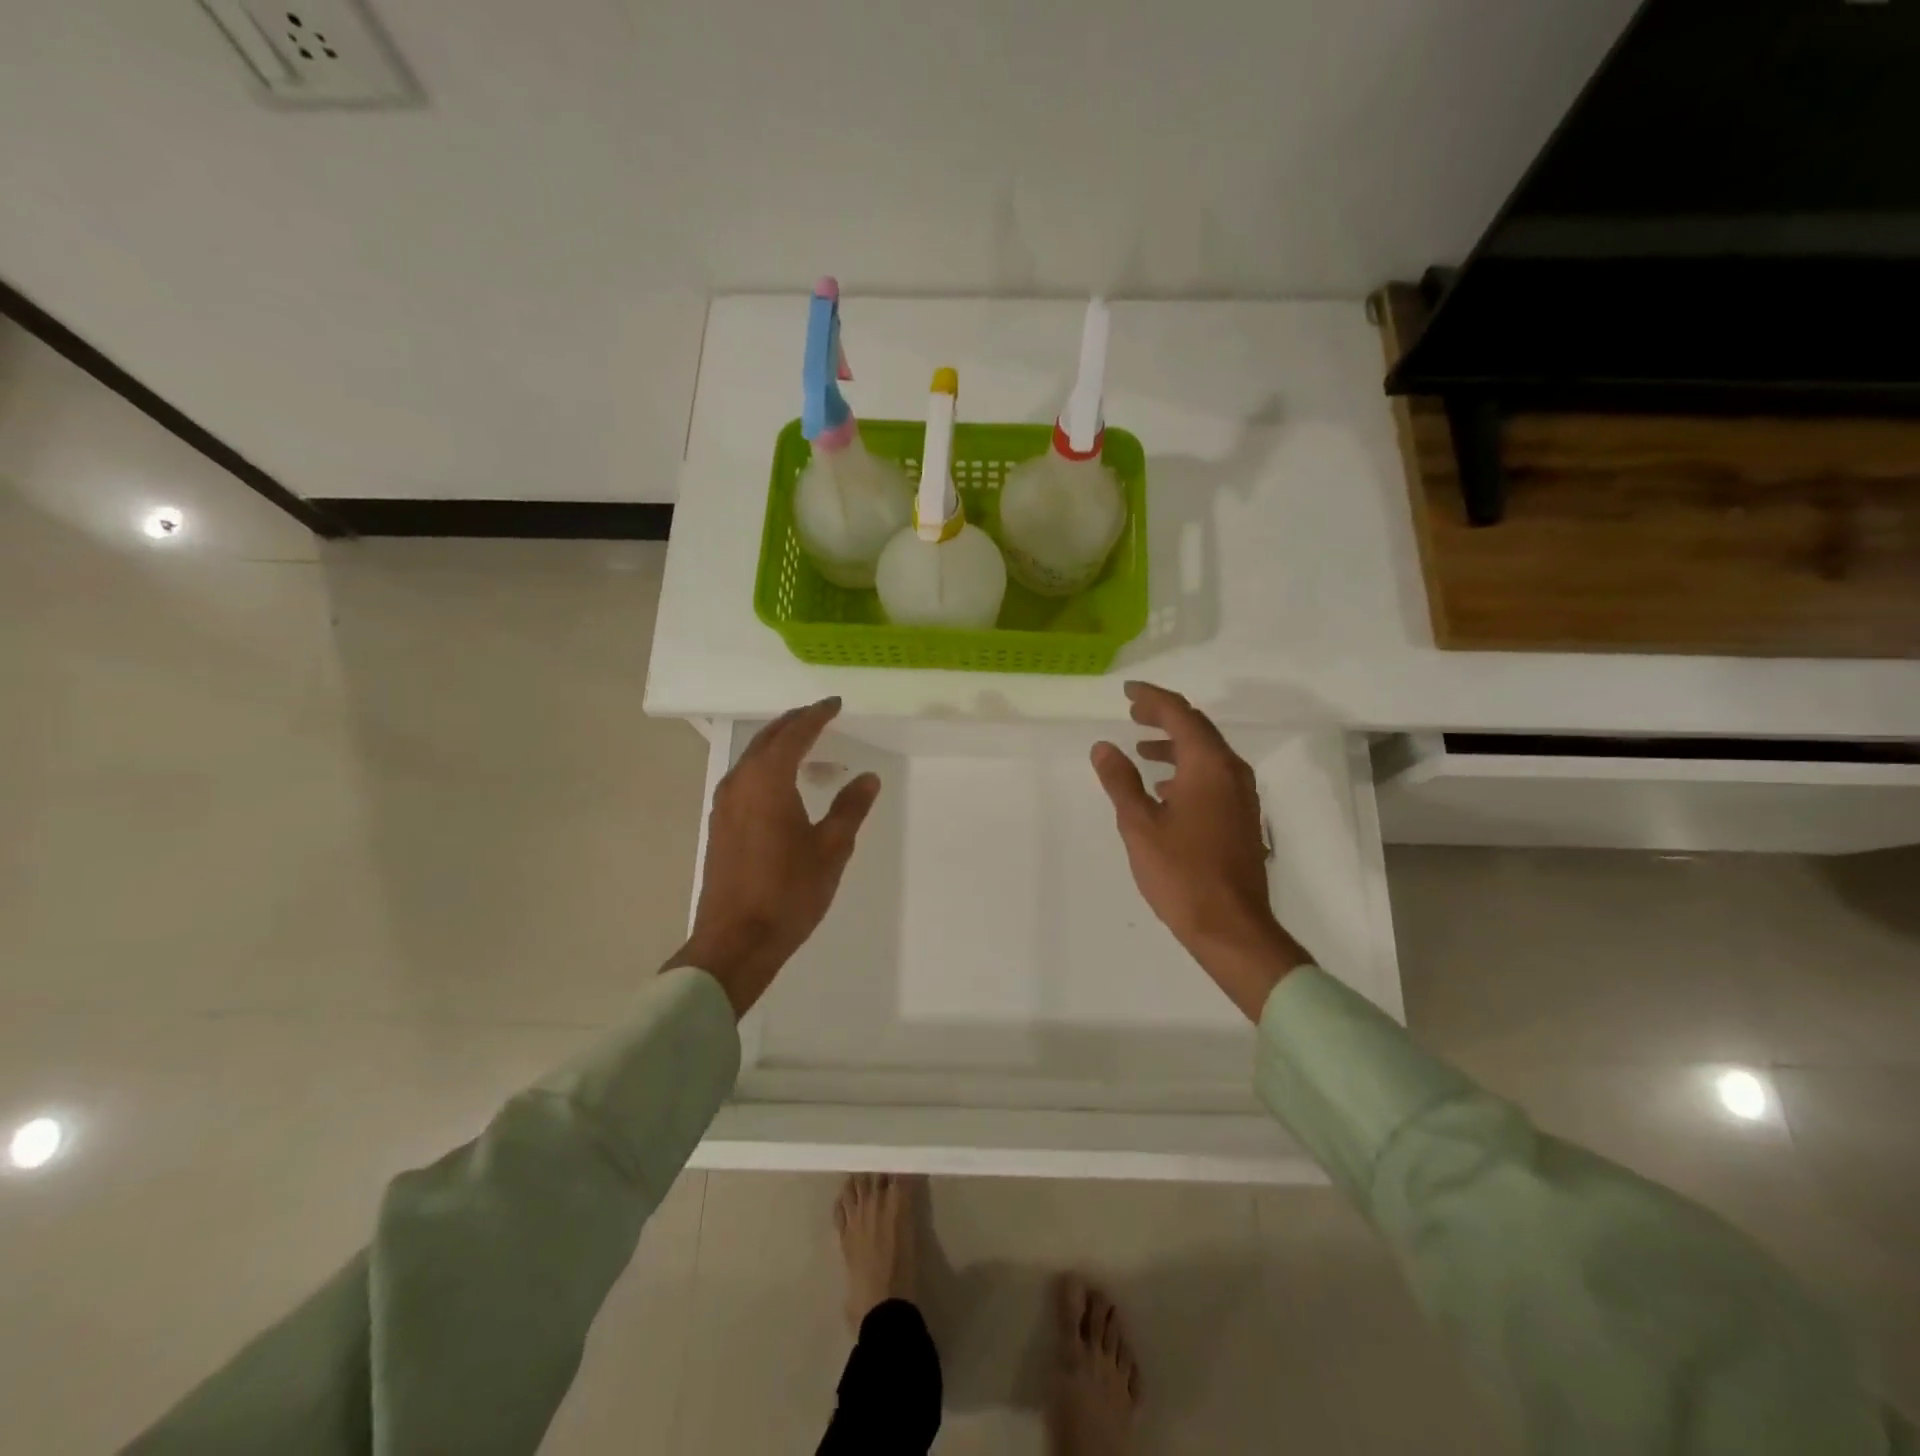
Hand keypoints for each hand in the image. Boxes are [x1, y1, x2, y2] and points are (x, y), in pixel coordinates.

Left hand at [665, 698, 880, 1018]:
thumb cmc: (789, 892)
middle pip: (767, 740)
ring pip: (753, 759)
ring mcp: (724, 805)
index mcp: (768, 781)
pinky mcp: (720, 825)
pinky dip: (767, 768)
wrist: (736, 940)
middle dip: (794, 723)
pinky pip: (745, 779)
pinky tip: (784, 785)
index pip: (795, 734)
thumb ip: (850, 808)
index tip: (835, 704)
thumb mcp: (831, 849)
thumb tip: (867, 778)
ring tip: (806, 745)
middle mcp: (740, 783)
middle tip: (819, 715)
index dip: (816, 716)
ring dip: (778, 745)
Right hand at [1091, 681, 1309, 1021]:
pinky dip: (1188, 769)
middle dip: (1164, 717)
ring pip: (1207, 753)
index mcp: (1208, 766)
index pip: (1180, 714)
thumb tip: (1104, 746)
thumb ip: (1120, 781)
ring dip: (1175, 744)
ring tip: (1142, 749)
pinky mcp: (1242, 817)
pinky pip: (1214, 775)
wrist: (1231, 926)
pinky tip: (1165, 788)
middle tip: (1133, 713)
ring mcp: (1242, 795)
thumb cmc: (1181, 874)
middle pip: (1198, 728)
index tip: (1127, 692)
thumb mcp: (1139, 825)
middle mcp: (1231, 771)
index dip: (1152, 698)